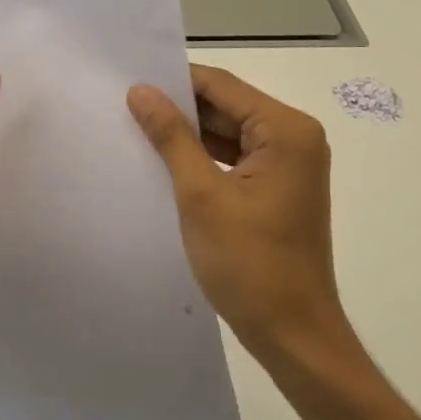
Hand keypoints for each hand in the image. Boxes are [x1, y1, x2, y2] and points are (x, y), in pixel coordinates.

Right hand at [128, 65, 351, 364]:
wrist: (294, 337)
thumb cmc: (250, 264)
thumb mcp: (201, 195)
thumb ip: (171, 136)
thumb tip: (140, 91)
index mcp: (286, 130)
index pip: (222, 86)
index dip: (175, 82)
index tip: (129, 84)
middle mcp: (294, 137)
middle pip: (227, 106)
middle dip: (180, 109)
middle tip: (126, 107)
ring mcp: (289, 164)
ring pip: (229, 132)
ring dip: (189, 134)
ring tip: (137, 130)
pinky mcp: (278, 187)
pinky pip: (235, 157)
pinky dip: (204, 158)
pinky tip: (166, 161)